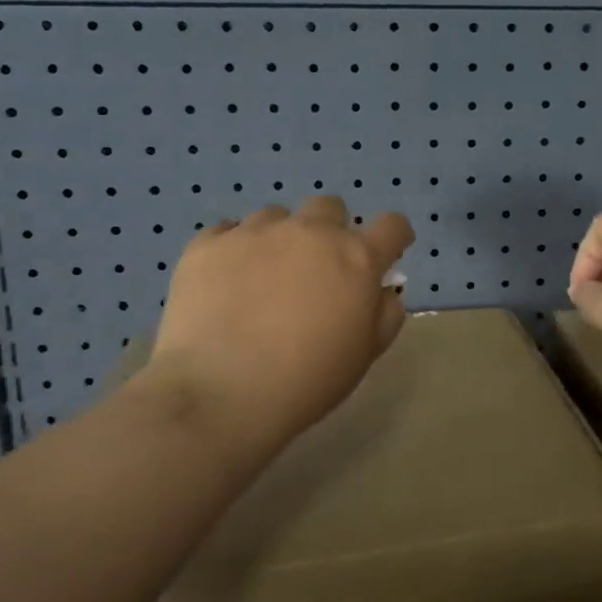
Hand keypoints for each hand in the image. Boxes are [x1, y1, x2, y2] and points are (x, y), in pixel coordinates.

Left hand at [141, 197, 414, 448]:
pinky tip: (225, 282)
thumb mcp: (364, 355)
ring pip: (277, 216)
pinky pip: (227, 231)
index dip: (393, 237)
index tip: (385, 255)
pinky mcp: (208, 244)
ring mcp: (256, 233)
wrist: (219, 394)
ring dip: (280, 239)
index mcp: (357, 258)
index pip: (392, 226)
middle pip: (331, 208)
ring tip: (263, 278)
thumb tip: (382, 291)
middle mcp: (310, 232)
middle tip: (317, 271)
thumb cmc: (306, 381)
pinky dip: (233, 249)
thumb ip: (384, 315)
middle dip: (331, 231)